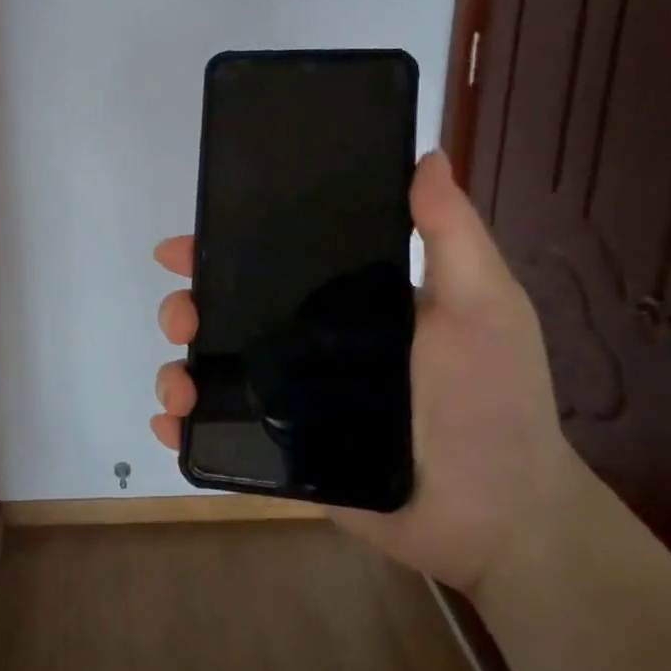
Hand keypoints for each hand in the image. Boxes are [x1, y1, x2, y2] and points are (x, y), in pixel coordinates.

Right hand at [151, 150, 582, 594]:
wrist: (498, 516)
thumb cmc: (492, 401)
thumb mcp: (483, 306)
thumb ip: (453, 236)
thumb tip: (428, 155)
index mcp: (344, 304)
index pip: (270, 265)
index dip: (222, 250)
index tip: (183, 248)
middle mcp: (309, 345)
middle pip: (228, 317)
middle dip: (188, 310)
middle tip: (181, 320)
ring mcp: (291, 402)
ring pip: (216, 373)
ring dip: (178, 370)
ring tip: (176, 386)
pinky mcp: (283, 451)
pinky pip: (223, 433)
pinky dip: (186, 426)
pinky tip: (171, 424)